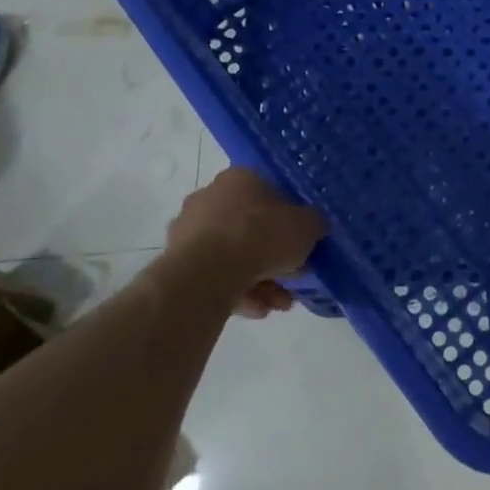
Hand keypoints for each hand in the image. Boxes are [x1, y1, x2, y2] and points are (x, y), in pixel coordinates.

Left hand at [163, 168, 326, 317]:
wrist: (209, 270)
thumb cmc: (262, 234)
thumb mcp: (306, 225)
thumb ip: (313, 223)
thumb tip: (314, 225)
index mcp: (240, 179)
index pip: (269, 195)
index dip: (288, 222)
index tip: (300, 245)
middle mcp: (210, 197)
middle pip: (250, 228)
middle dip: (273, 257)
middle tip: (292, 279)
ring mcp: (189, 230)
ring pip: (232, 255)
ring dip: (258, 280)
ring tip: (277, 304)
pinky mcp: (176, 262)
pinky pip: (214, 275)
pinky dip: (236, 291)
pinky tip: (256, 310)